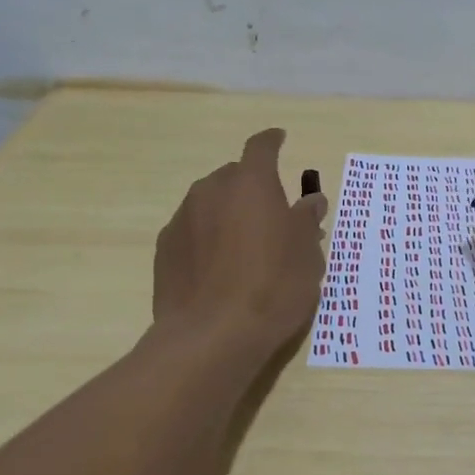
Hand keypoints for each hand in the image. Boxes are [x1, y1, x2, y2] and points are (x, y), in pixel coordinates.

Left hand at [154, 129, 326, 353]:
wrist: (212, 335)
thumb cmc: (273, 287)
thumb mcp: (308, 256)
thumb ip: (307, 221)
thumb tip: (310, 201)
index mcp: (252, 183)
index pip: (261, 147)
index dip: (272, 141)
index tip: (280, 138)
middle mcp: (212, 190)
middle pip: (234, 176)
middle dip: (252, 187)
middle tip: (271, 215)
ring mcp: (183, 218)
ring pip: (210, 202)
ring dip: (228, 213)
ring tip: (244, 246)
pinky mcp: (164, 248)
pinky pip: (192, 230)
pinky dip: (207, 237)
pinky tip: (218, 268)